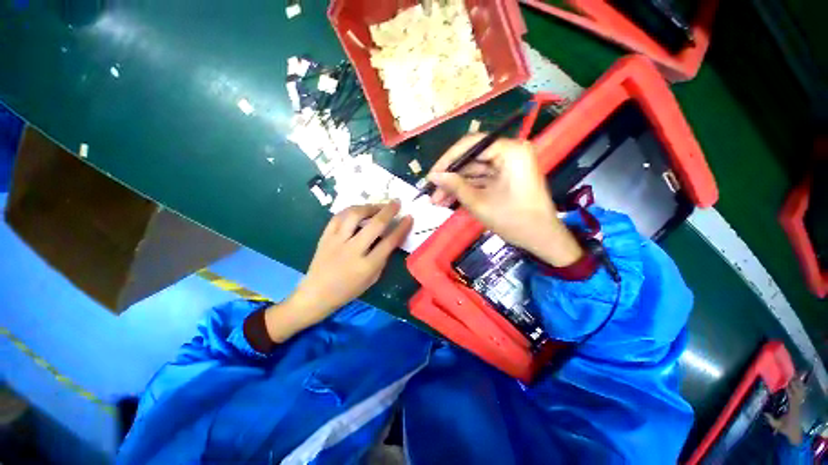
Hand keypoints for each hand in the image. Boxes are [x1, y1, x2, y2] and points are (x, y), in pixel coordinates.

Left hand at [264, 202, 411, 341]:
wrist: (316, 293)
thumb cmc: (348, 290)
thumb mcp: (372, 279)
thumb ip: (383, 258)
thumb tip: (390, 238)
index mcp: (367, 266)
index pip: (389, 242)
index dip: (402, 228)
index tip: (409, 217)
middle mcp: (352, 250)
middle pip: (374, 225)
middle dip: (388, 211)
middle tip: (397, 202)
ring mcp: (336, 241)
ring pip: (354, 215)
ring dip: (369, 207)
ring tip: (378, 206)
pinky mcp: (325, 236)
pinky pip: (338, 216)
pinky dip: (351, 210)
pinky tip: (359, 210)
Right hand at [427, 135, 581, 266]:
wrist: (541, 238)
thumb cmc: (513, 220)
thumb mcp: (479, 203)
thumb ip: (455, 186)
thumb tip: (433, 176)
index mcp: (510, 151)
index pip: (471, 145)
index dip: (448, 160)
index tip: (432, 175)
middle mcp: (510, 152)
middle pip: (471, 159)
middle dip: (450, 177)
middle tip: (432, 191)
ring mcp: (508, 165)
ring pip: (474, 171)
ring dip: (456, 185)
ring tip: (437, 200)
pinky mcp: (506, 177)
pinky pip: (481, 179)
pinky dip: (467, 189)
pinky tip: (450, 199)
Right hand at [764, 378, 807, 444]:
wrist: (796, 433)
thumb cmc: (786, 428)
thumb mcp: (777, 425)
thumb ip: (771, 419)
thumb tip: (764, 412)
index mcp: (793, 409)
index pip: (792, 396)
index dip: (789, 389)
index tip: (785, 381)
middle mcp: (797, 405)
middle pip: (798, 392)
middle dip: (795, 384)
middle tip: (790, 375)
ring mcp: (800, 405)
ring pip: (801, 392)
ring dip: (798, 384)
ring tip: (795, 376)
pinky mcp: (800, 405)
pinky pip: (801, 395)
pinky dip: (800, 388)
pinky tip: (798, 384)